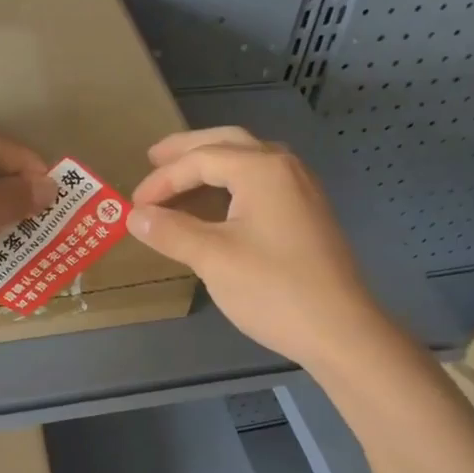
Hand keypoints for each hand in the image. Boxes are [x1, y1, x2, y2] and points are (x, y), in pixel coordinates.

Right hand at [126, 127, 379, 365]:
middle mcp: (285, 168)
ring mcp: (302, 191)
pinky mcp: (307, 215)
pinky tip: (220, 205)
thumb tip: (135, 216)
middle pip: (229, 143)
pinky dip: (233, 185)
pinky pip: (263, 183)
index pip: (201, 159)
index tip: (134, 205)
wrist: (339, 329)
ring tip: (182, 176)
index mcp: (262, 169)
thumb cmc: (272, 289)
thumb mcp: (213, 259)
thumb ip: (171, 231)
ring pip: (249, 161)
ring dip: (213, 164)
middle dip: (188, 150)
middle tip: (154, 157)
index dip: (162, 180)